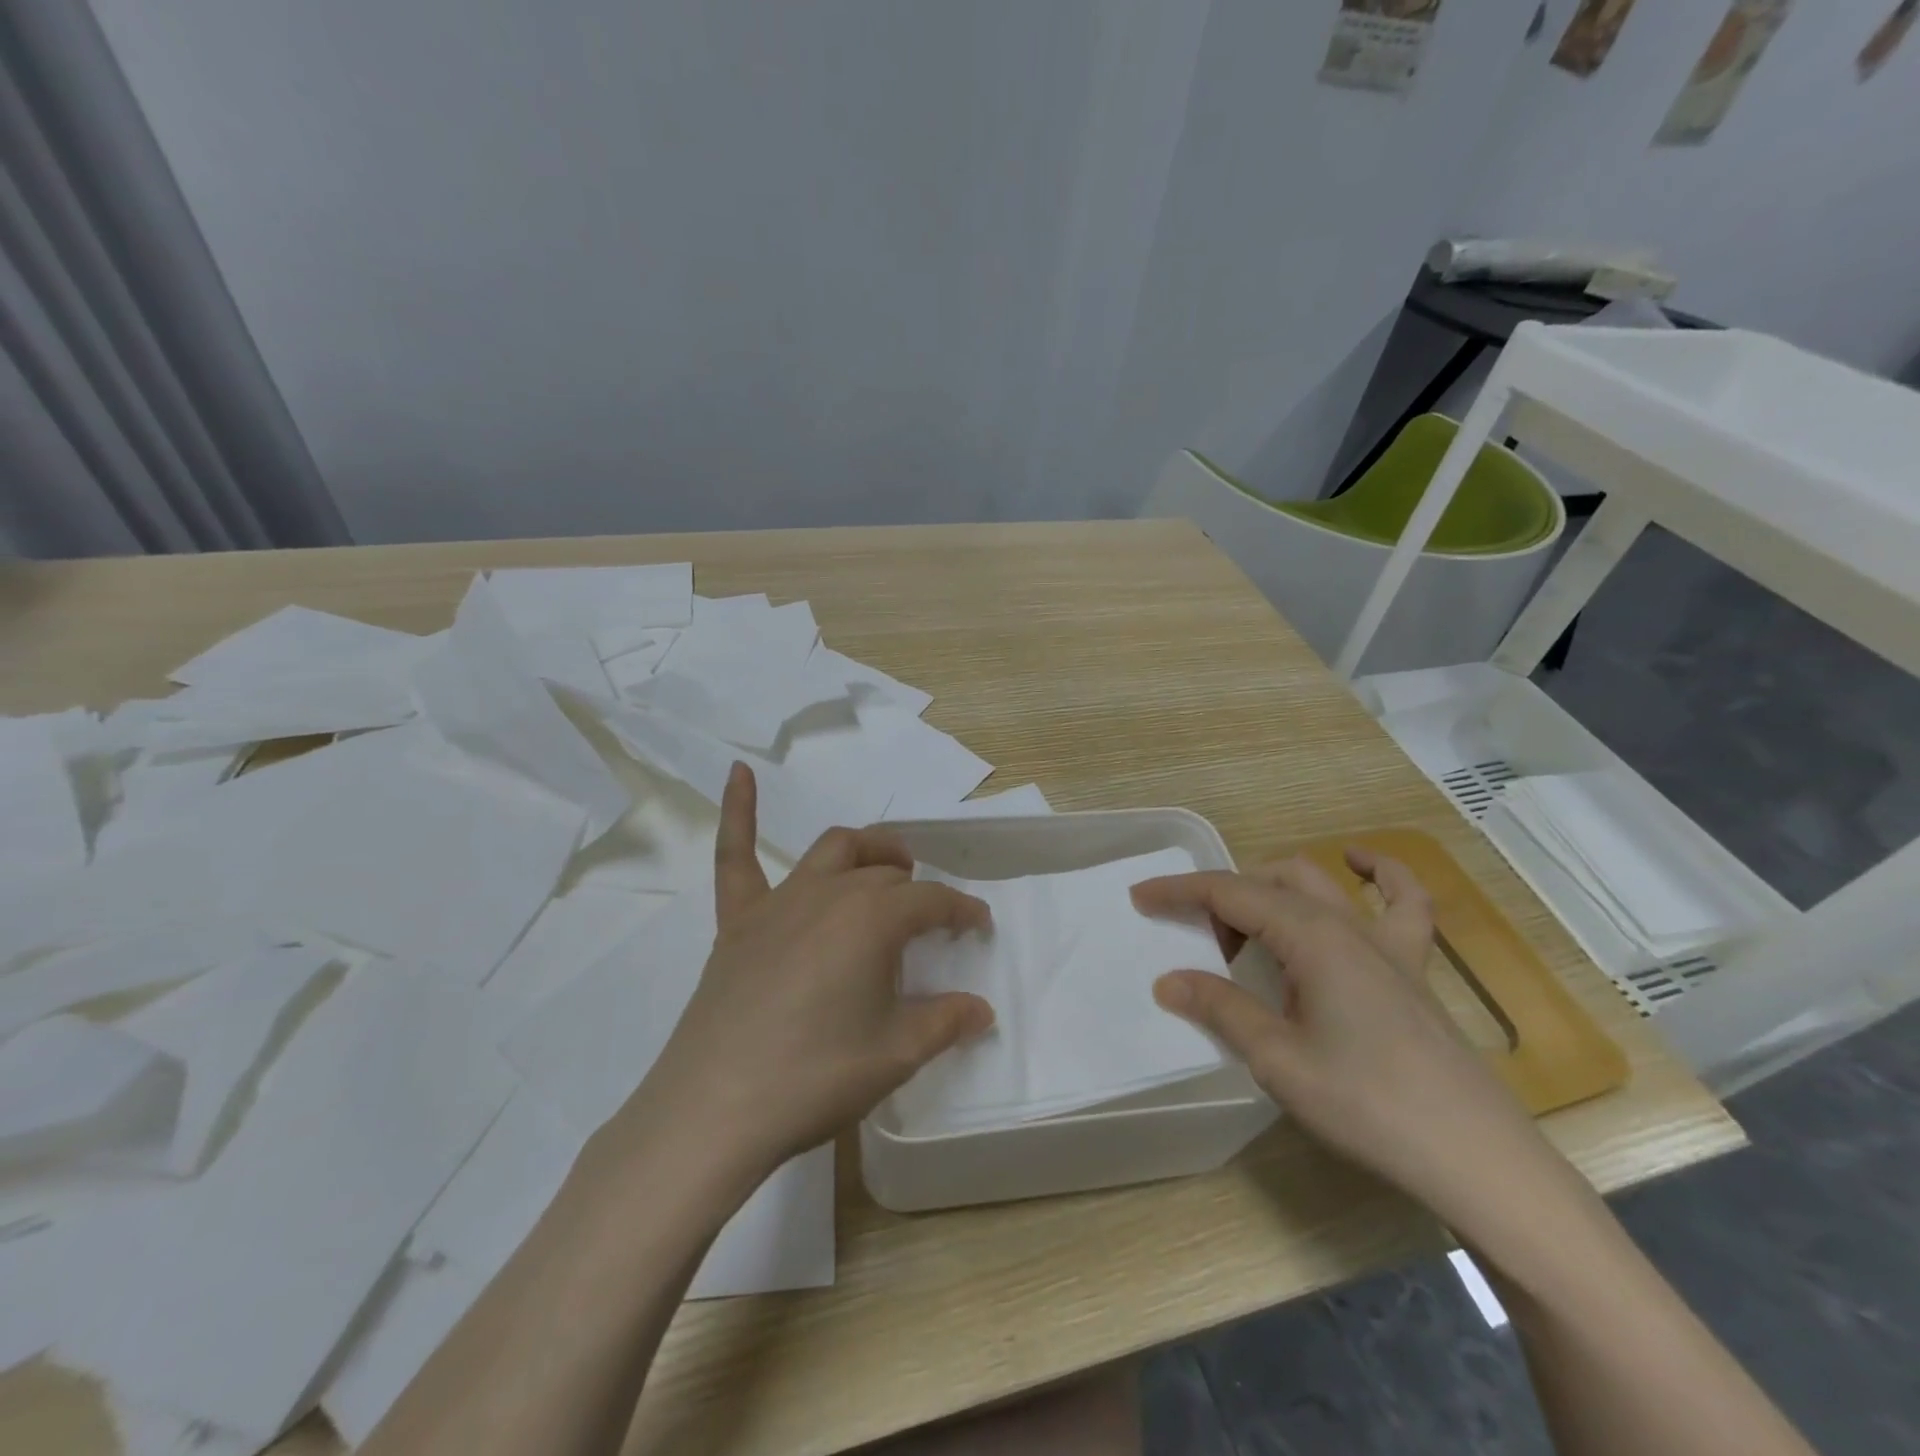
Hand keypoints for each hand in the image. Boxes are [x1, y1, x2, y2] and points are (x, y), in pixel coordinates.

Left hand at [638, 763, 994, 1176]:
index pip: (933, 903)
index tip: (979, 928)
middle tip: (927, 922)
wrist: (714, 1110)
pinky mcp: (737, 919)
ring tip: (885, 867)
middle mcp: (831, 893)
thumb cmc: (815, 1078)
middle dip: (916, 890)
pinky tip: (739, 772)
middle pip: (886, 873)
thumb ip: (945, 1023)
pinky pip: (735, 854)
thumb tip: (982, 1009)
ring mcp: (779, 901)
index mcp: (874, 920)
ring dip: (867, 851)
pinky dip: (740, 810)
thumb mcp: (895, 1055)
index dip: (962, 912)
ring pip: (834, 850)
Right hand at [1132, 849, 1551, 1223]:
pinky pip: (1402, 901)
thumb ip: (1222, 1009)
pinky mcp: (1413, 967)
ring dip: (1273, 889)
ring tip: (1248, 928)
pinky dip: (1379, 873)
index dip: (1181, 891)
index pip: (1231, 893)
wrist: (1474, 1157)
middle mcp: (1346, 924)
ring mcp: (1386, 942)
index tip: (1140, 897)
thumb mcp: (1278, 1059)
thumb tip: (1168, 980)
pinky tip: (1360, 863)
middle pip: (1269, 882)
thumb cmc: (1368, 1105)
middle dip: (1223, 897)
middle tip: (1197, 943)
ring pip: (1318, 884)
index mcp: (1310, 937)